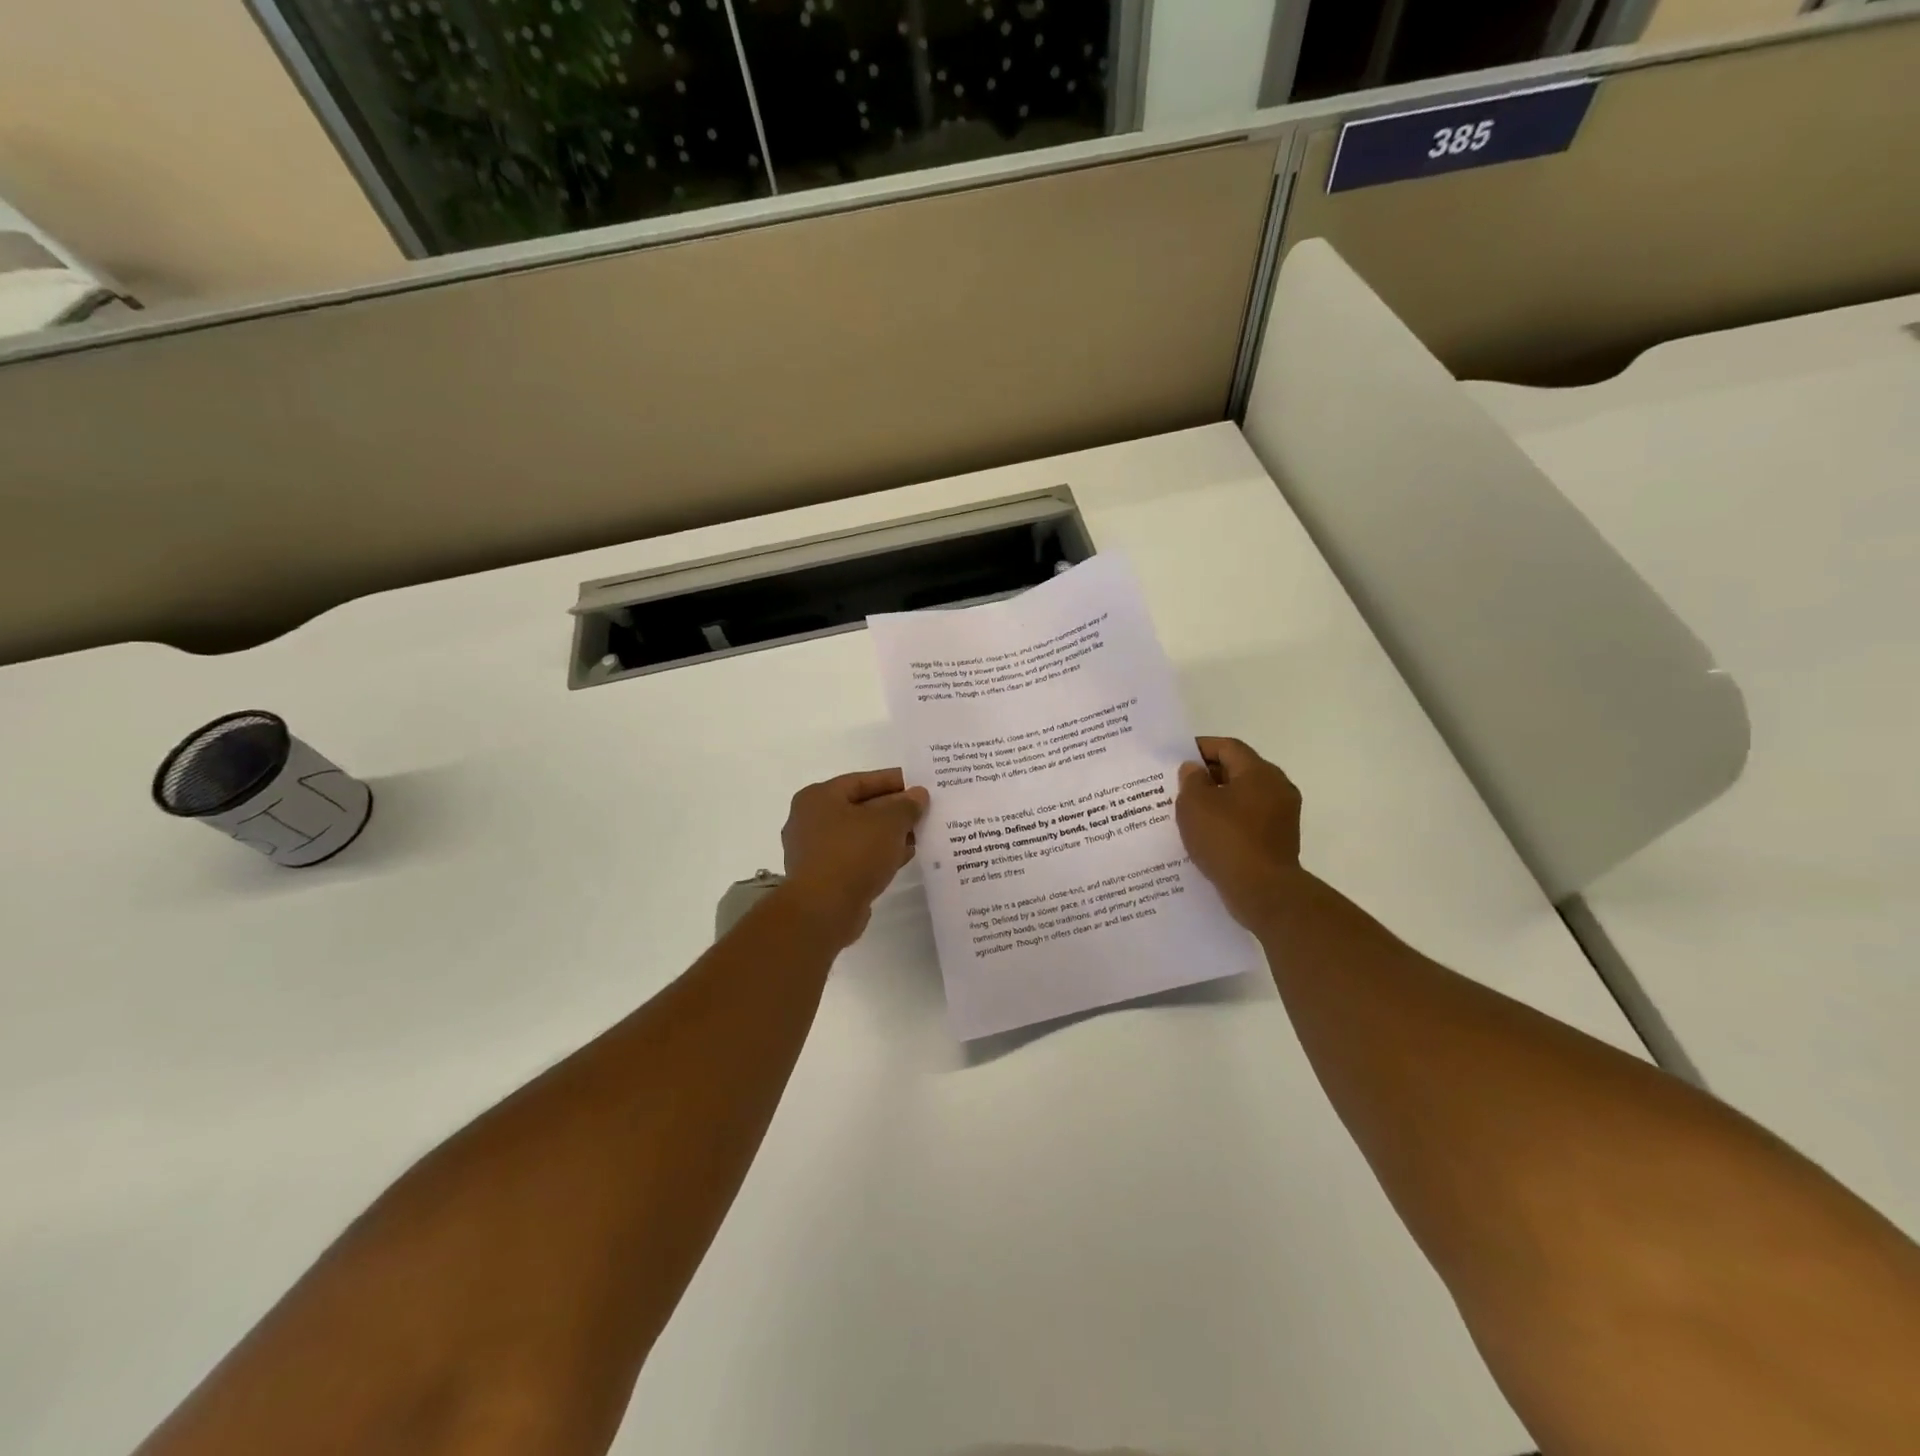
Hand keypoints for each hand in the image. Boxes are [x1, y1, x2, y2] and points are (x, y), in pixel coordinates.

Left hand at [779, 768, 929, 945]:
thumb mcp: (889, 822)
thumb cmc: (853, 853)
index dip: (894, 781)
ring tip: (919, 835)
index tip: (920, 786)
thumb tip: (918, 795)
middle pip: (860, 808)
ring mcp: (813, 851)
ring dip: (888, 835)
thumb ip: (906, 805)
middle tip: (924, 811)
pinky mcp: (822, 878)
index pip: (862, 781)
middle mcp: (809, 820)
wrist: (823, 910)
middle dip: (893, 810)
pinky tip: (903, 857)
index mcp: (818, 797)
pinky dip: (878, 855)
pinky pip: (856, 858)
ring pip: (859, 835)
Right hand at [1176, 737, 1305, 931]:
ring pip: (1244, 796)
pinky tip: (1208, 834)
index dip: (1201, 747)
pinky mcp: (1279, 840)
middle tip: (1179, 784)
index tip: (1177, 756)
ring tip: (1189, 811)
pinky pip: (1249, 820)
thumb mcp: (1195, 804)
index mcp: (1259, 772)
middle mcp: (1277, 788)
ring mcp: (1282, 815)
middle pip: (1239, 770)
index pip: (1228, 747)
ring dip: (1218, 799)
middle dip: (1209, 775)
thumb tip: (1195, 770)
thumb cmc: (1226, 839)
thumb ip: (1191, 780)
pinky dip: (1229, 820)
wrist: (1263, 891)